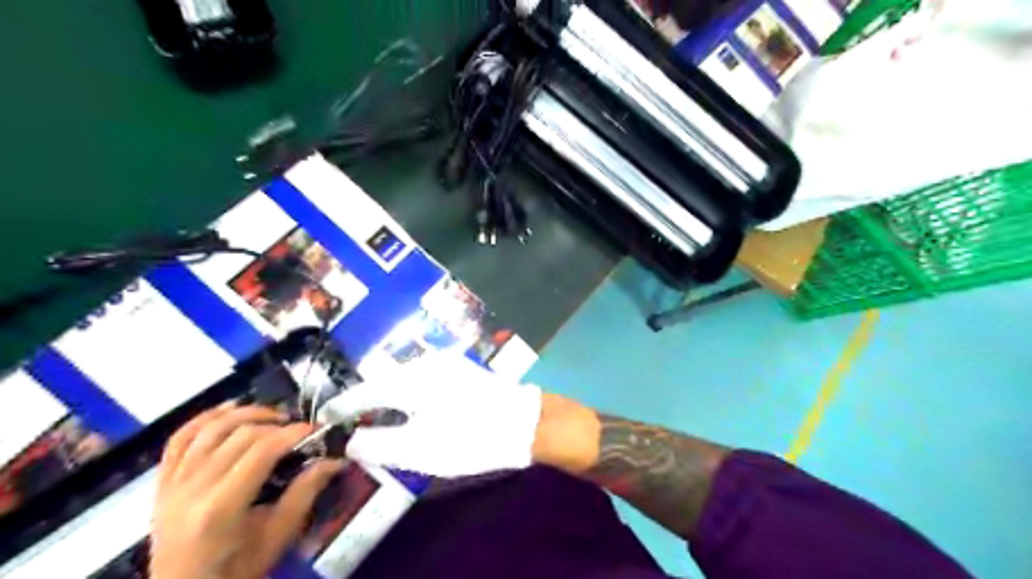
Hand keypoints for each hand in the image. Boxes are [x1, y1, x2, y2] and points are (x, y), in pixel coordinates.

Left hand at [153, 405, 340, 578]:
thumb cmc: (237, 572)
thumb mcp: (278, 536)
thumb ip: (305, 492)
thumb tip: (336, 460)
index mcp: (221, 508)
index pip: (261, 450)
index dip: (293, 433)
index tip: (317, 430)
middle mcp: (191, 490)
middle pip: (239, 435)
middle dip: (276, 424)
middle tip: (299, 429)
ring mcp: (171, 486)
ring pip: (209, 429)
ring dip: (244, 414)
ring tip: (272, 416)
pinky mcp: (161, 485)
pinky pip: (178, 440)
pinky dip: (204, 419)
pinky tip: (228, 409)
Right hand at [320, 355, 542, 477]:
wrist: (524, 422)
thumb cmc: (470, 437)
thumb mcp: (418, 449)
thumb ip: (377, 444)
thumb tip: (349, 440)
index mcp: (409, 379)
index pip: (364, 392)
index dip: (342, 408)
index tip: (324, 420)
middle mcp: (424, 363)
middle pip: (382, 382)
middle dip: (365, 403)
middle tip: (351, 425)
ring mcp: (445, 363)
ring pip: (403, 379)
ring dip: (388, 399)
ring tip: (377, 420)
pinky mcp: (460, 370)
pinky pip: (421, 379)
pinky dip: (408, 395)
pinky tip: (411, 410)